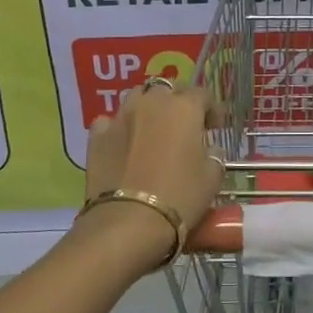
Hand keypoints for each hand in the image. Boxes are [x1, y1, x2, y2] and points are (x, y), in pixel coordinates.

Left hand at [84, 81, 223, 238]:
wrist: (128, 222)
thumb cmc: (180, 196)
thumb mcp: (212, 177)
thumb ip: (214, 155)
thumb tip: (209, 150)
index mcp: (184, 108)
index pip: (203, 95)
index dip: (212, 109)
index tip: (215, 128)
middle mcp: (151, 103)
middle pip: (168, 89)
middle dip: (178, 102)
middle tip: (184, 126)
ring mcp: (121, 116)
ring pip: (137, 97)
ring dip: (148, 108)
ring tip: (153, 129)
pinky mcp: (97, 136)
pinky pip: (110, 121)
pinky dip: (119, 127)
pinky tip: (123, 142)